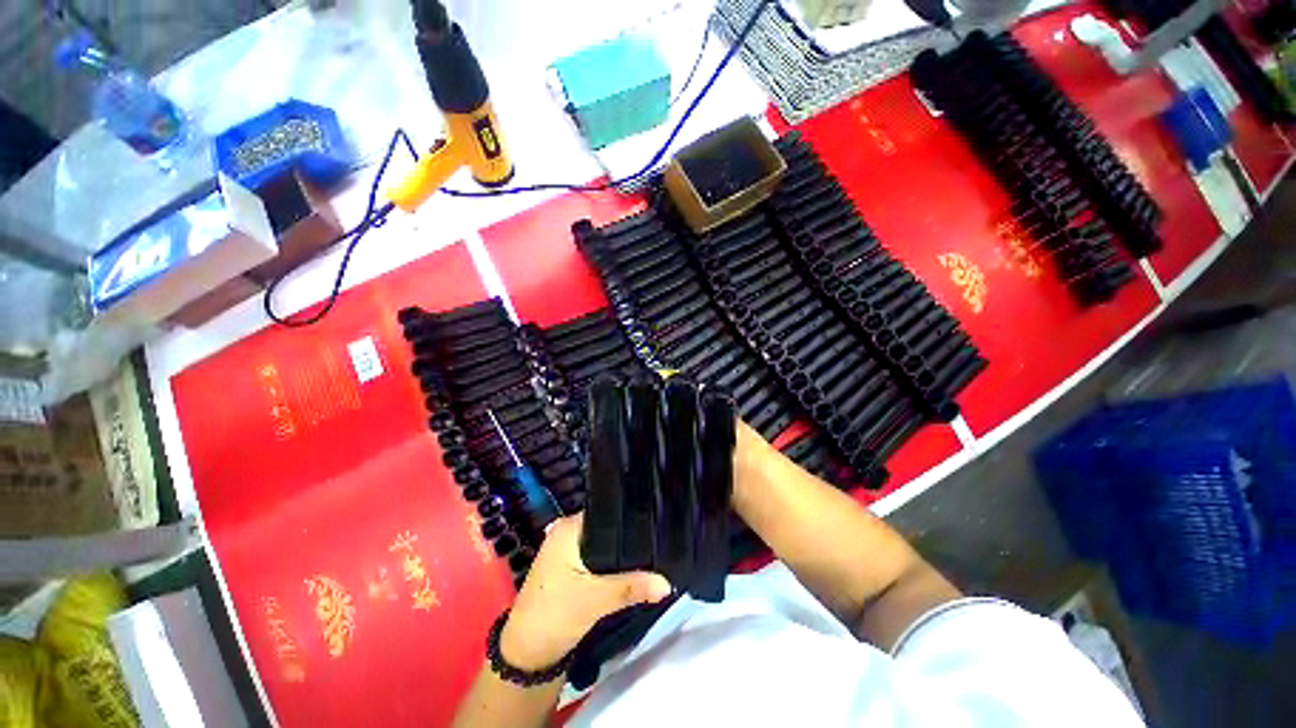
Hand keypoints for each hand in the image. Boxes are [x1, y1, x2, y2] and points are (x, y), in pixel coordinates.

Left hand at [500, 514, 671, 670]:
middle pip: (608, 527)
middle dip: (631, 537)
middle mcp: (567, 531)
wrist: (527, 654)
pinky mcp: (570, 566)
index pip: (608, 511)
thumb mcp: (595, 600)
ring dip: (622, 552)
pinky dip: (613, 563)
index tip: (657, 523)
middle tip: (660, 541)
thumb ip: (632, 587)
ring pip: (604, 543)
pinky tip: (632, 567)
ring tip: (653, 552)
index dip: (632, 517)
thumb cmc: (555, 615)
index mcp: (569, 527)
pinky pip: (598, 556)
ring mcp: (567, 549)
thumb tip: (667, 583)